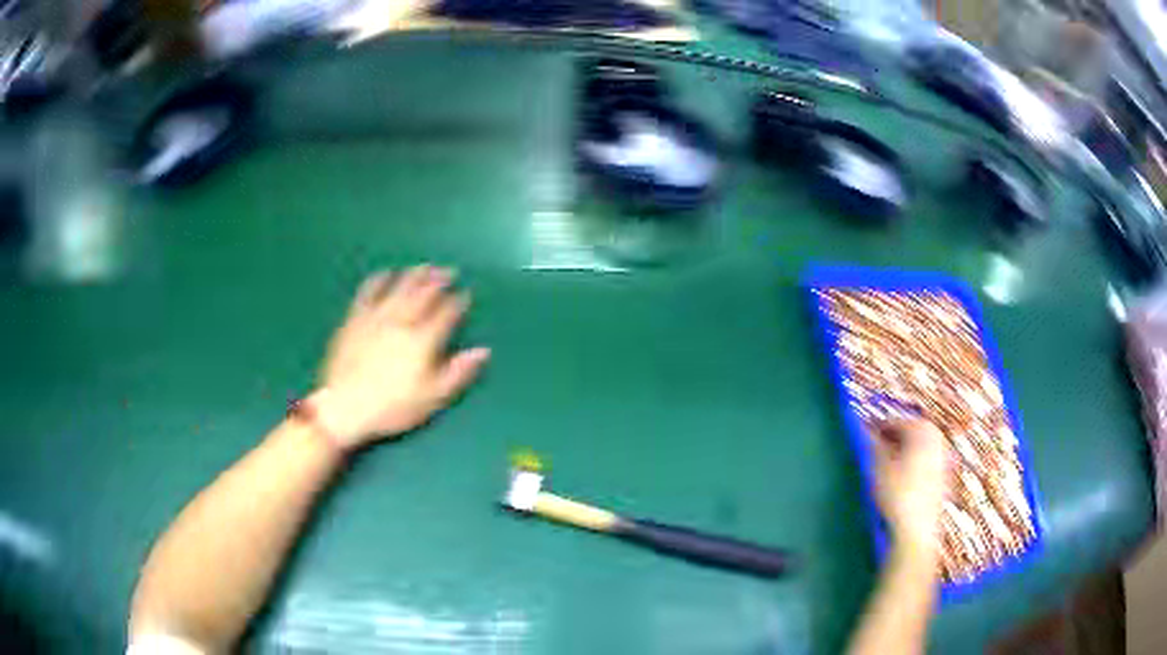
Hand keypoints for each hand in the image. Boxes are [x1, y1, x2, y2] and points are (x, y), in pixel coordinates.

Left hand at [308, 265, 490, 449]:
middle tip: (449, 270)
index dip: (458, 302)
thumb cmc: (392, 408)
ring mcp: (377, 316)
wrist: (344, 407)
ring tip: (425, 267)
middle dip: (439, 280)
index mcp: (423, 340)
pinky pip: (369, 290)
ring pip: (399, 286)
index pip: (446, 313)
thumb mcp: (432, 398)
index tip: (466, 293)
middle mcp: (402, 321)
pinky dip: (380, 279)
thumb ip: (458, 373)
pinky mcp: (355, 318)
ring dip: (415, 274)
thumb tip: (483, 351)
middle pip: (424, 293)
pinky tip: (386, 274)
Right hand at [871, 419, 950, 558]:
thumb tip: (864, 430)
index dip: (877, 428)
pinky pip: (924, 463)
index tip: (862, 436)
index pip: (896, 421)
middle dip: (892, 438)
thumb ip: (872, 445)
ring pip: (918, 448)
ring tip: (884, 467)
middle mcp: (937, 439)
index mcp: (923, 430)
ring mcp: (943, 458)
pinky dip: (911, 465)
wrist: (917, 531)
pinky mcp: (943, 477)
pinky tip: (899, 482)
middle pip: (910, 432)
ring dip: (901, 452)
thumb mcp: (879, 468)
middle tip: (872, 449)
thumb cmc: (897, 495)